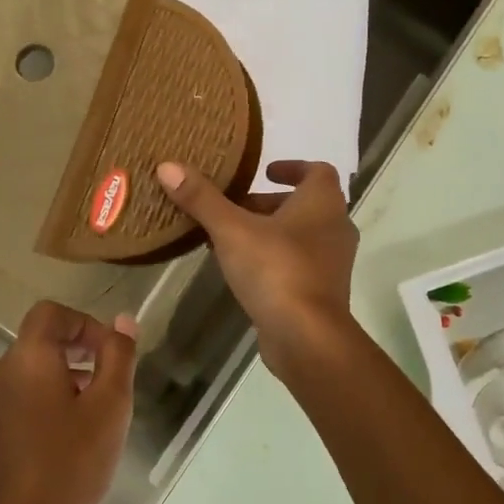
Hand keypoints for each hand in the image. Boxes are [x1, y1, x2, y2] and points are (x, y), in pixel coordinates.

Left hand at [0, 301, 137, 503]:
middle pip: (37, 348)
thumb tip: (123, 320)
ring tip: (84, 430)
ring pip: (23, 383)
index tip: (109, 356)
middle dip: (75, 361)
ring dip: (55, 390)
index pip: (51, 314)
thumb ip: (118, 357)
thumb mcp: (110, 408)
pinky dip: (34, 417)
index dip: (84, 324)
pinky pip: (9, 413)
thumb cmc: (69, 467)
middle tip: (105, 397)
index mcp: (25, 359)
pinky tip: (55, 457)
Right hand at [156, 160, 358, 368]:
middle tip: (233, 206)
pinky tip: (243, 270)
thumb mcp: (232, 230)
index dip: (292, 167)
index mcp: (323, 203)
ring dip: (269, 232)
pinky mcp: (322, 292)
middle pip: (304, 204)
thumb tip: (168, 166)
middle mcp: (335, 228)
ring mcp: (332, 263)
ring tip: (230, 237)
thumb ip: (202, 198)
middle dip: (269, 203)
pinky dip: (274, 258)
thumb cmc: (276, 270)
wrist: (307, 337)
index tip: (264, 171)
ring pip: (301, 236)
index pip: (318, 171)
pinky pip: (298, 263)